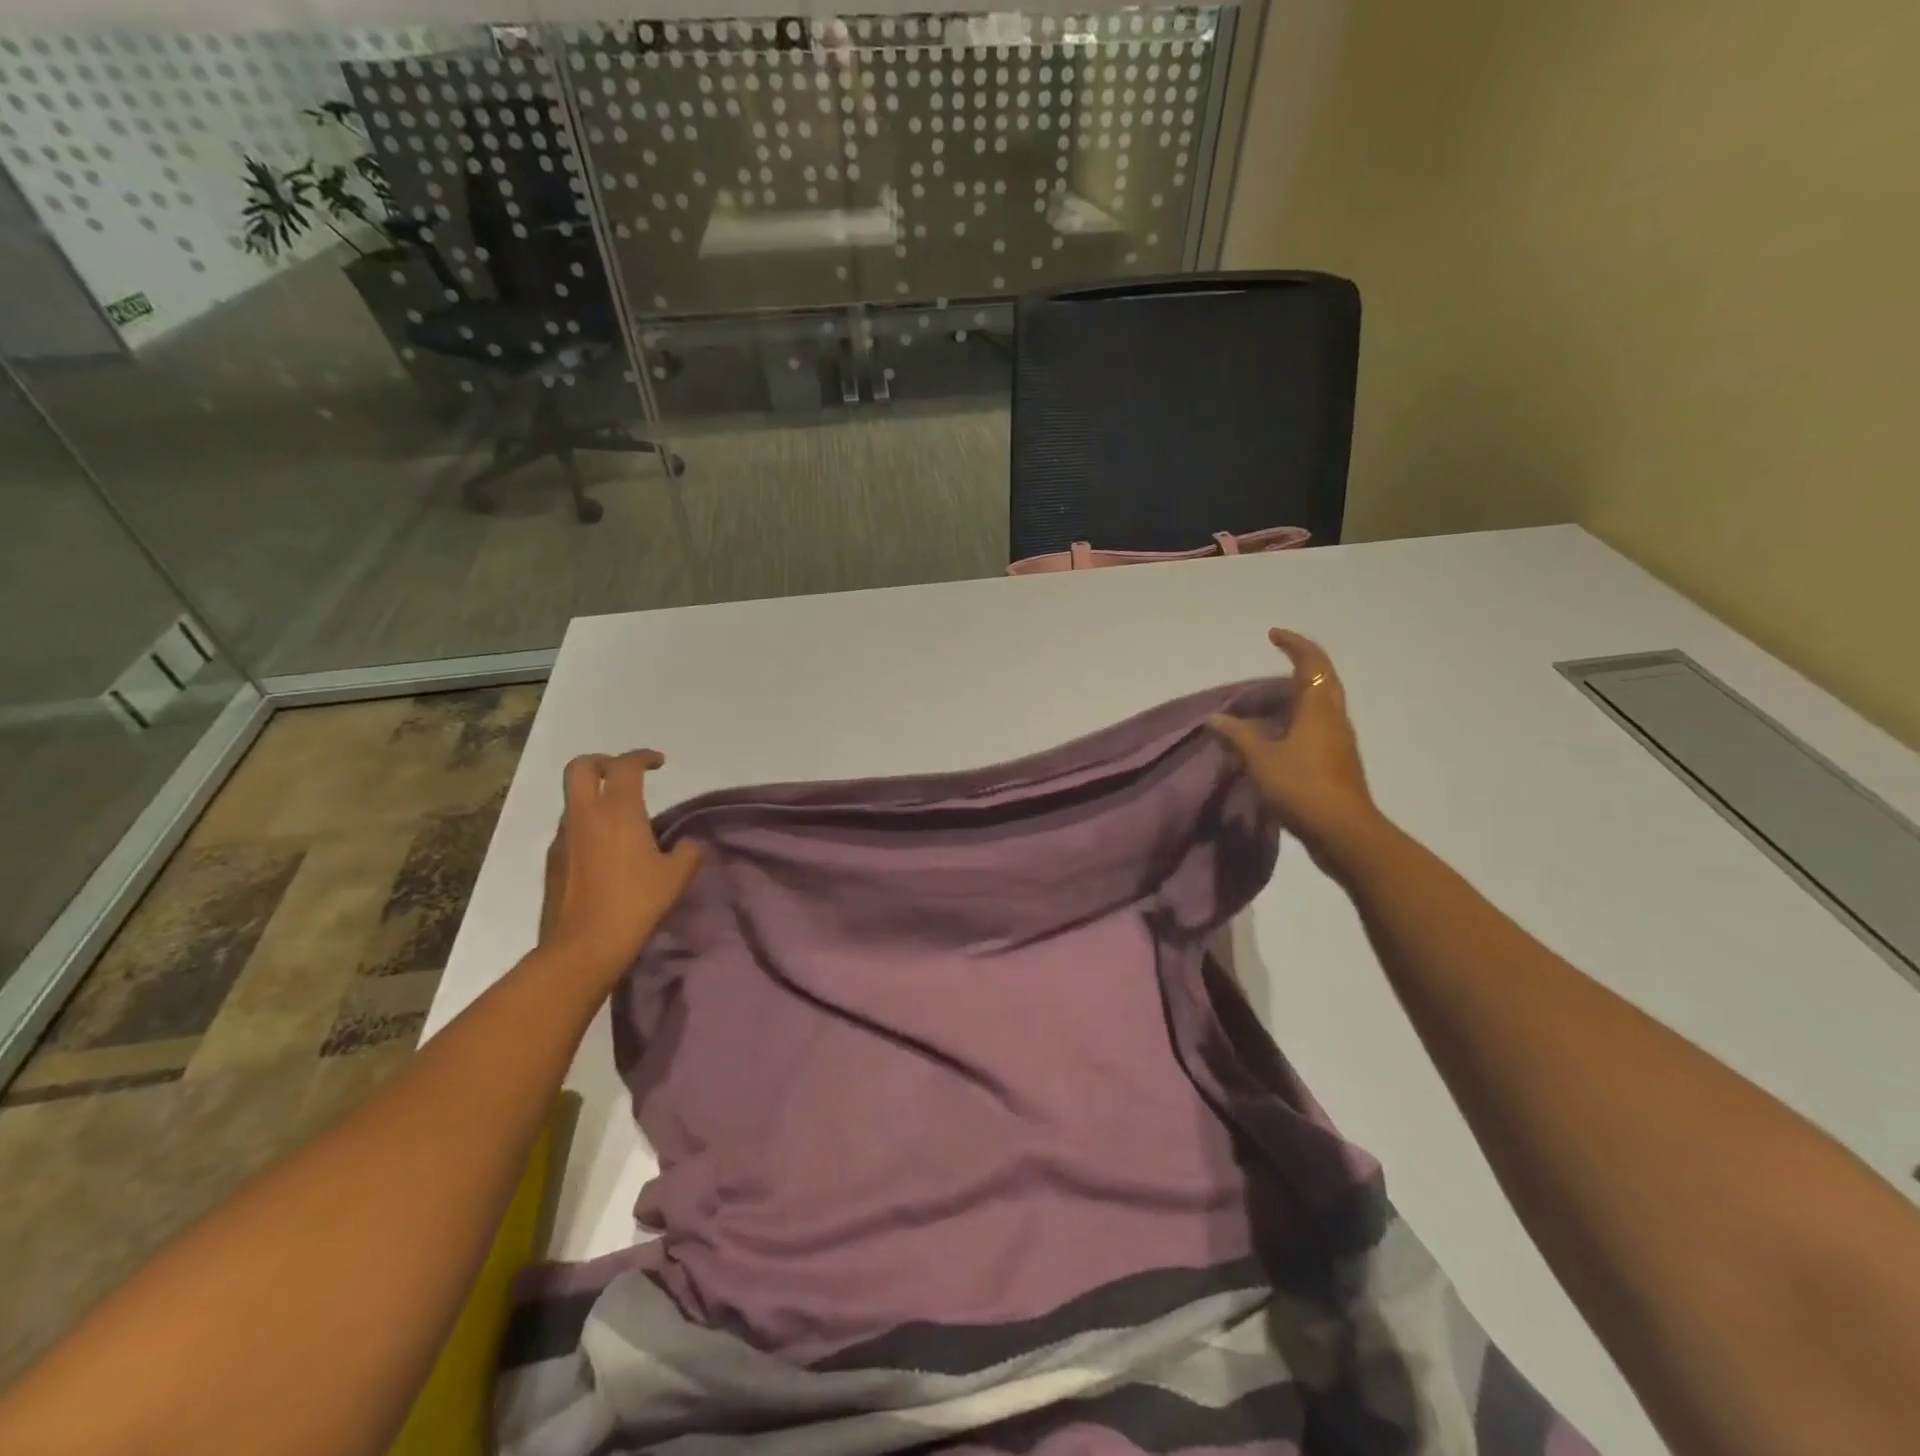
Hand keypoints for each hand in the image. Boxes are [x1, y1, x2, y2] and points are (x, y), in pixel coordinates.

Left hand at [538, 750, 700, 983]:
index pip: (625, 765)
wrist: (584, 945)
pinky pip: (571, 828)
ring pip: (574, 799)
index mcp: (618, 811)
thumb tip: (687, 845)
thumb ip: (687, 851)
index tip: (659, 763)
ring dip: (596, 797)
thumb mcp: (676, 876)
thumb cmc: (635, 902)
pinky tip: (607, 851)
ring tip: (621, 819)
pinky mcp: (553, 860)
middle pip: (581, 766)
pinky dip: (588, 825)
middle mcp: (585, 815)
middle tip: (625, 774)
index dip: (643, 756)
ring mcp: (563, 837)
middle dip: (604, 761)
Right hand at [1209, 629, 1381, 869]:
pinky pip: (1316, 727)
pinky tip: (1275, 736)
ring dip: (1297, 694)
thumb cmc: (1303, 788)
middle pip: (1323, 680)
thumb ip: (1238, 736)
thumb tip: (1215, 719)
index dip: (1293, 645)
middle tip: (1273, 661)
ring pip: (1321, 705)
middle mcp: (1334, 718)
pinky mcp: (1337, 762)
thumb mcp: (1262, 760)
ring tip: (1267, 700)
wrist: (1344, 833)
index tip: (1272, 635)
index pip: (1311, 663)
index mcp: (1319, 709)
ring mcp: (1339, 741)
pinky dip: (1296, 719)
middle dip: (1300, 664)